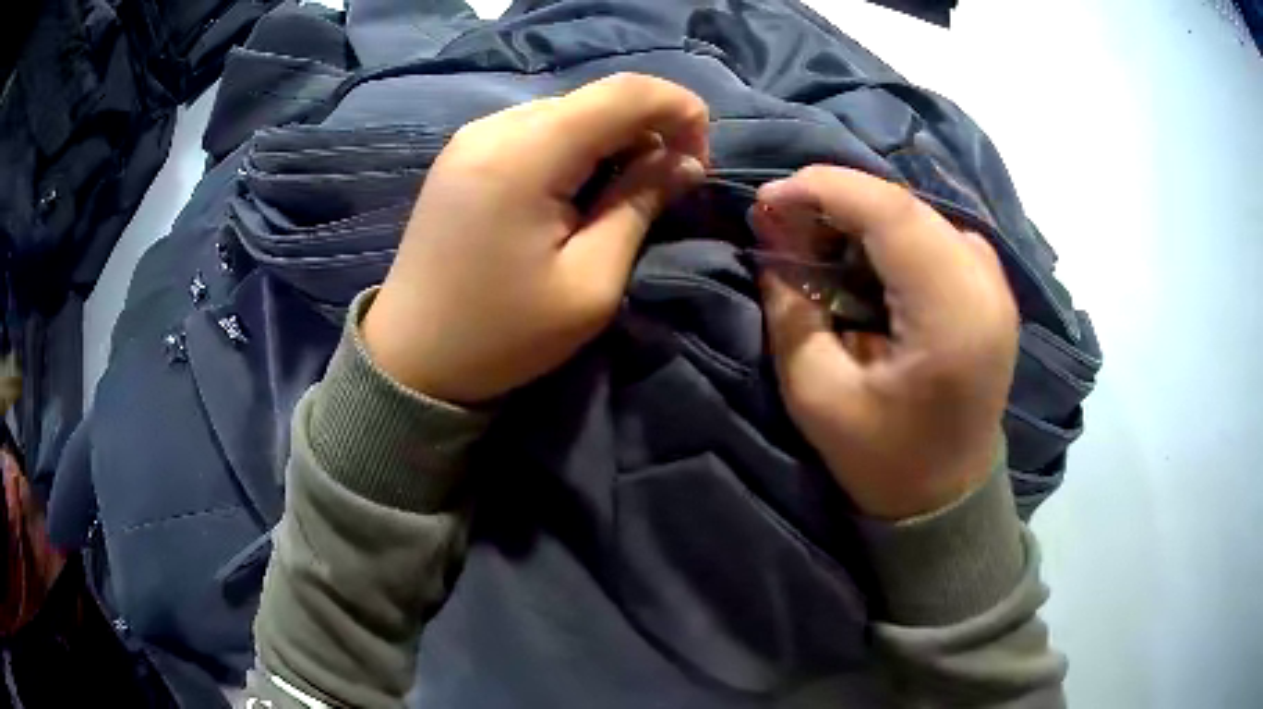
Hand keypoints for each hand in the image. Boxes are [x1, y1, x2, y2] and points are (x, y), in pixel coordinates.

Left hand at [364, 74, 708, 403]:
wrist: (410, 359)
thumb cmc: (501, 335)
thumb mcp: (590, 283)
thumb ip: (640, 205)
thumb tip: (684, 161)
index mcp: (525, 155)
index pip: (625, 92)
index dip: (680, 110)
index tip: (700, 159)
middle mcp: (495, 127)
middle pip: (596, 98)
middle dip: (648, 129)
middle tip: (668, 185)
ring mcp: (472, 136)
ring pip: (569, 111)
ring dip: (611, 139)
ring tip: (622, 193)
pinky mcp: (462, 152)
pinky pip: (536, 129)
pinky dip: (574, 147)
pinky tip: (575, 189)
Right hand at [751, 166, 1017, 519]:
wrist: (948, 495)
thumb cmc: (885, 458)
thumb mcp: (817, 396)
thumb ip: (790, 310)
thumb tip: (774, 240)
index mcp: (952, 316)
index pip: (891, 212)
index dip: (824, 187)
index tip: (768, 199)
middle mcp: (985, 285)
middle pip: (905, 205)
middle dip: (836, 198)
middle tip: (783, 221)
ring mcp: (995, 282)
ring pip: (918, 213)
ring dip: (860, 215)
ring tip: (814, 241)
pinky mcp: (991, 287)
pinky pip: (934, 233)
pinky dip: (888, 232)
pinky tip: (860, 257)